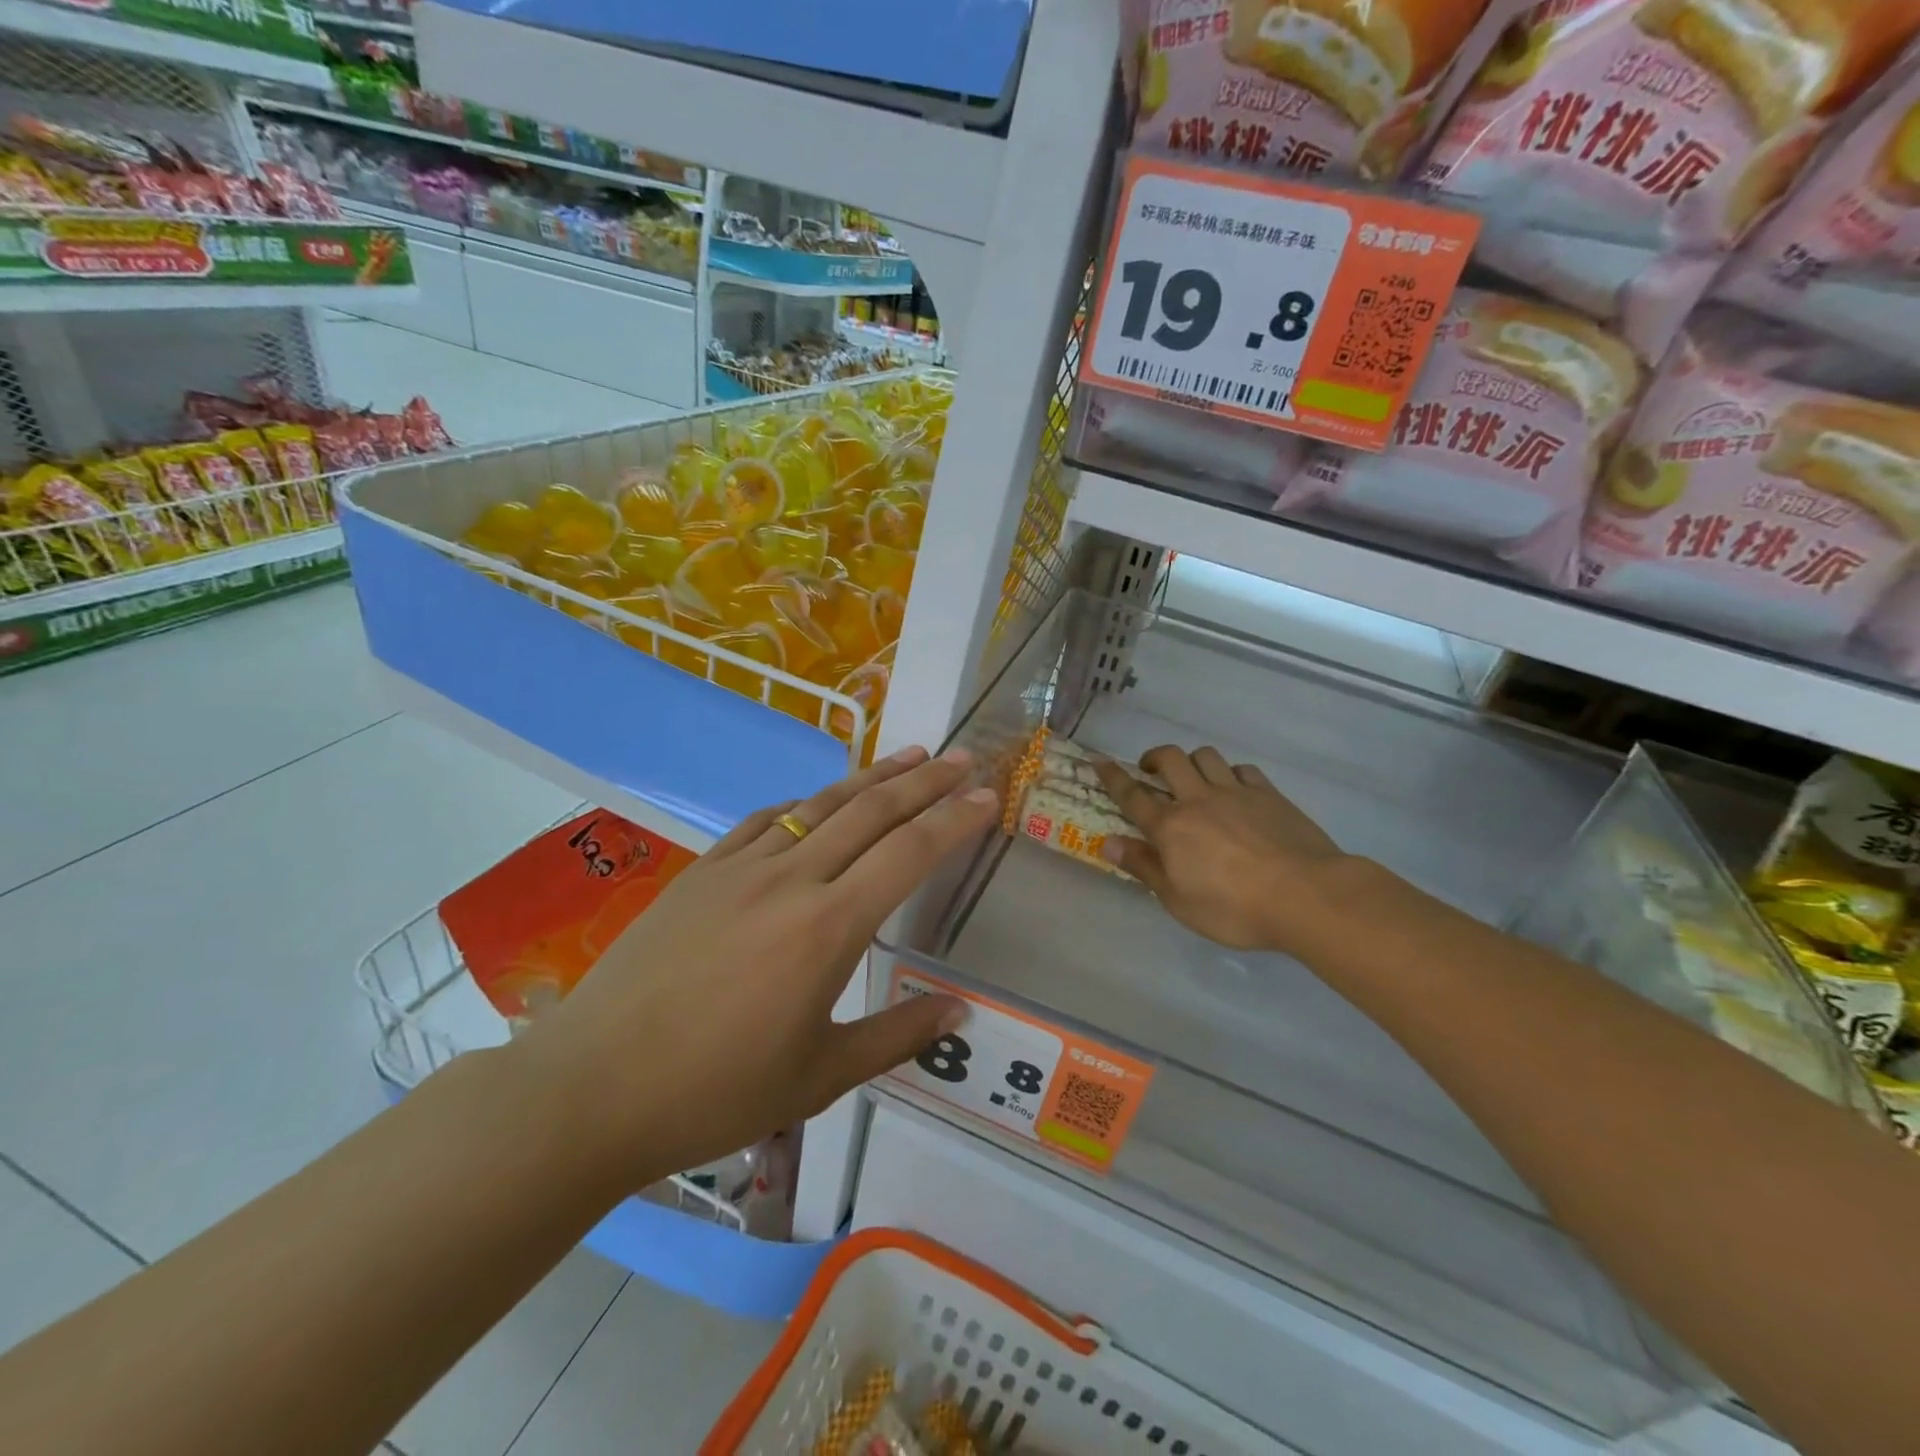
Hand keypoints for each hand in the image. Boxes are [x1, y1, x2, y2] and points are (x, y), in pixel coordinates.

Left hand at [512, 747, 998, 1190]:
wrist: (592, 1087)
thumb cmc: (715, 1092)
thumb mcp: (819, 1078)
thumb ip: (896, 1036)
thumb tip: (960, 1011)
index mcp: (828, 927)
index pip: (909, 853)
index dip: (954, 819)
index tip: (987, 795)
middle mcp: (790, 879)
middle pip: (871, 811)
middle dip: (925, 781)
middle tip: (962, 757)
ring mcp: (740, 868)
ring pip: (819, 804)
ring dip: (870, 777)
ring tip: (910, 756)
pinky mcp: (701, 872)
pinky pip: (763, 821)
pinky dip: (802, 804)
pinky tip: (815, 802)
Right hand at [1094, 745, 1346, 953]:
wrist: (1306, 895)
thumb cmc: (1233, 908)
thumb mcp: (1178, 900)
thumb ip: (1143, 867)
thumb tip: (1107, 843)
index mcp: (1171, 827)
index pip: (1132, 795)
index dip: (1112, 776)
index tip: (1098, 760)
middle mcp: (1198, 800)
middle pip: (1170, 760)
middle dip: (1154, 757)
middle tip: (1150, 769)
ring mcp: (1236, 793)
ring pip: (1206, 756)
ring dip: (1192, 761)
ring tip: (1193, 777)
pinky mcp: (1269, 794)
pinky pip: (1242, 770)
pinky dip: (1230, 773)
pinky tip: (1234, 789)